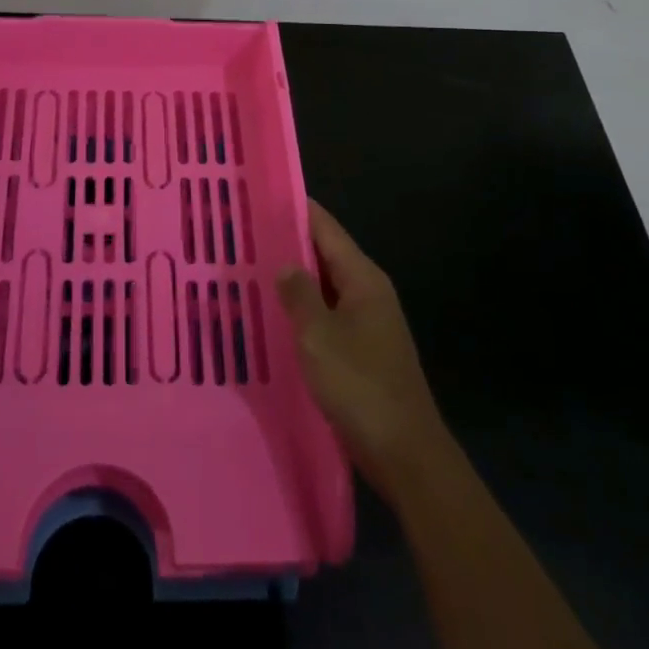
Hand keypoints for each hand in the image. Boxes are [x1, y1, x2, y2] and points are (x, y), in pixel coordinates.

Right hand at [277, 200, 448, 503]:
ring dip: (293, 279)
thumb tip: (284, 263)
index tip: (262, 195)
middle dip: (288, 243)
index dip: (297, 209)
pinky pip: (326, 316)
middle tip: (243, 233)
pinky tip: (273, 316)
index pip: (326, 228)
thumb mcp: (319, 335)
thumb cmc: (361, 386)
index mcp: (363, 279)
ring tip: (249, 268)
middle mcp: (368, 293)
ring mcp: (367, 323)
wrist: (405, 453)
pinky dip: (301, 310)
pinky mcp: (361, 351)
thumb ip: (298, 294)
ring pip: (323, 287)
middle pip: (325, 254)